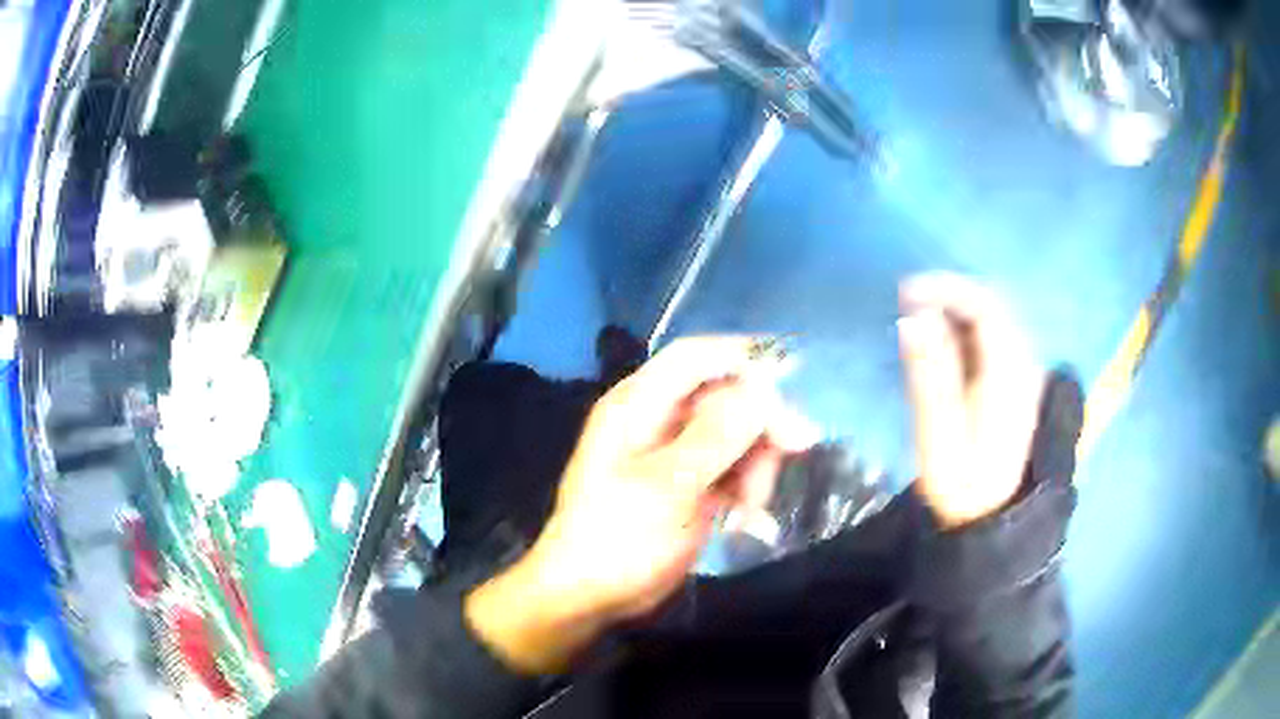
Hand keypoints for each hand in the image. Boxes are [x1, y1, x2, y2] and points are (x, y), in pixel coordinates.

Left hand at [465, 337, 817, 672]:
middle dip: (761, 421)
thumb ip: (716, 436)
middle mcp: (657, 419)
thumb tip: (764, 389)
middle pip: (725, 396)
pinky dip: (746, 485)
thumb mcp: (668, 487)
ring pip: (736, 433)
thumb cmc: (619, 538)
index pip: (695, 357)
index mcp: (639, 405)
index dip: (743, 357)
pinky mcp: (689, 484)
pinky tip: (746, 517)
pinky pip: (732, 467)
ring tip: (753, 504)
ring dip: (756, 462)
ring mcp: (675, 453)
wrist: (590, 596)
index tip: (791, 377)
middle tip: (798, 447)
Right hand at [898, 274, 1043, 528]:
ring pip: (995, 324)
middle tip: (907, 306)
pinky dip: (967, 334)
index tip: (905, 292)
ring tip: (918, 321)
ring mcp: (1025, 379)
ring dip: (957, 314)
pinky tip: (944, 348)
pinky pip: (995, 344)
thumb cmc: (963, 487)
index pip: (985, 307)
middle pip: (993, 309)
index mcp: (1008, 375)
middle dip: (950, 297)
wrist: (994, 525)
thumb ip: (929, 377)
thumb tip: (912, 319)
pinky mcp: (1018, 390)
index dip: (946, 288)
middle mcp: (1024, 367)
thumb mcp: (939, 437)